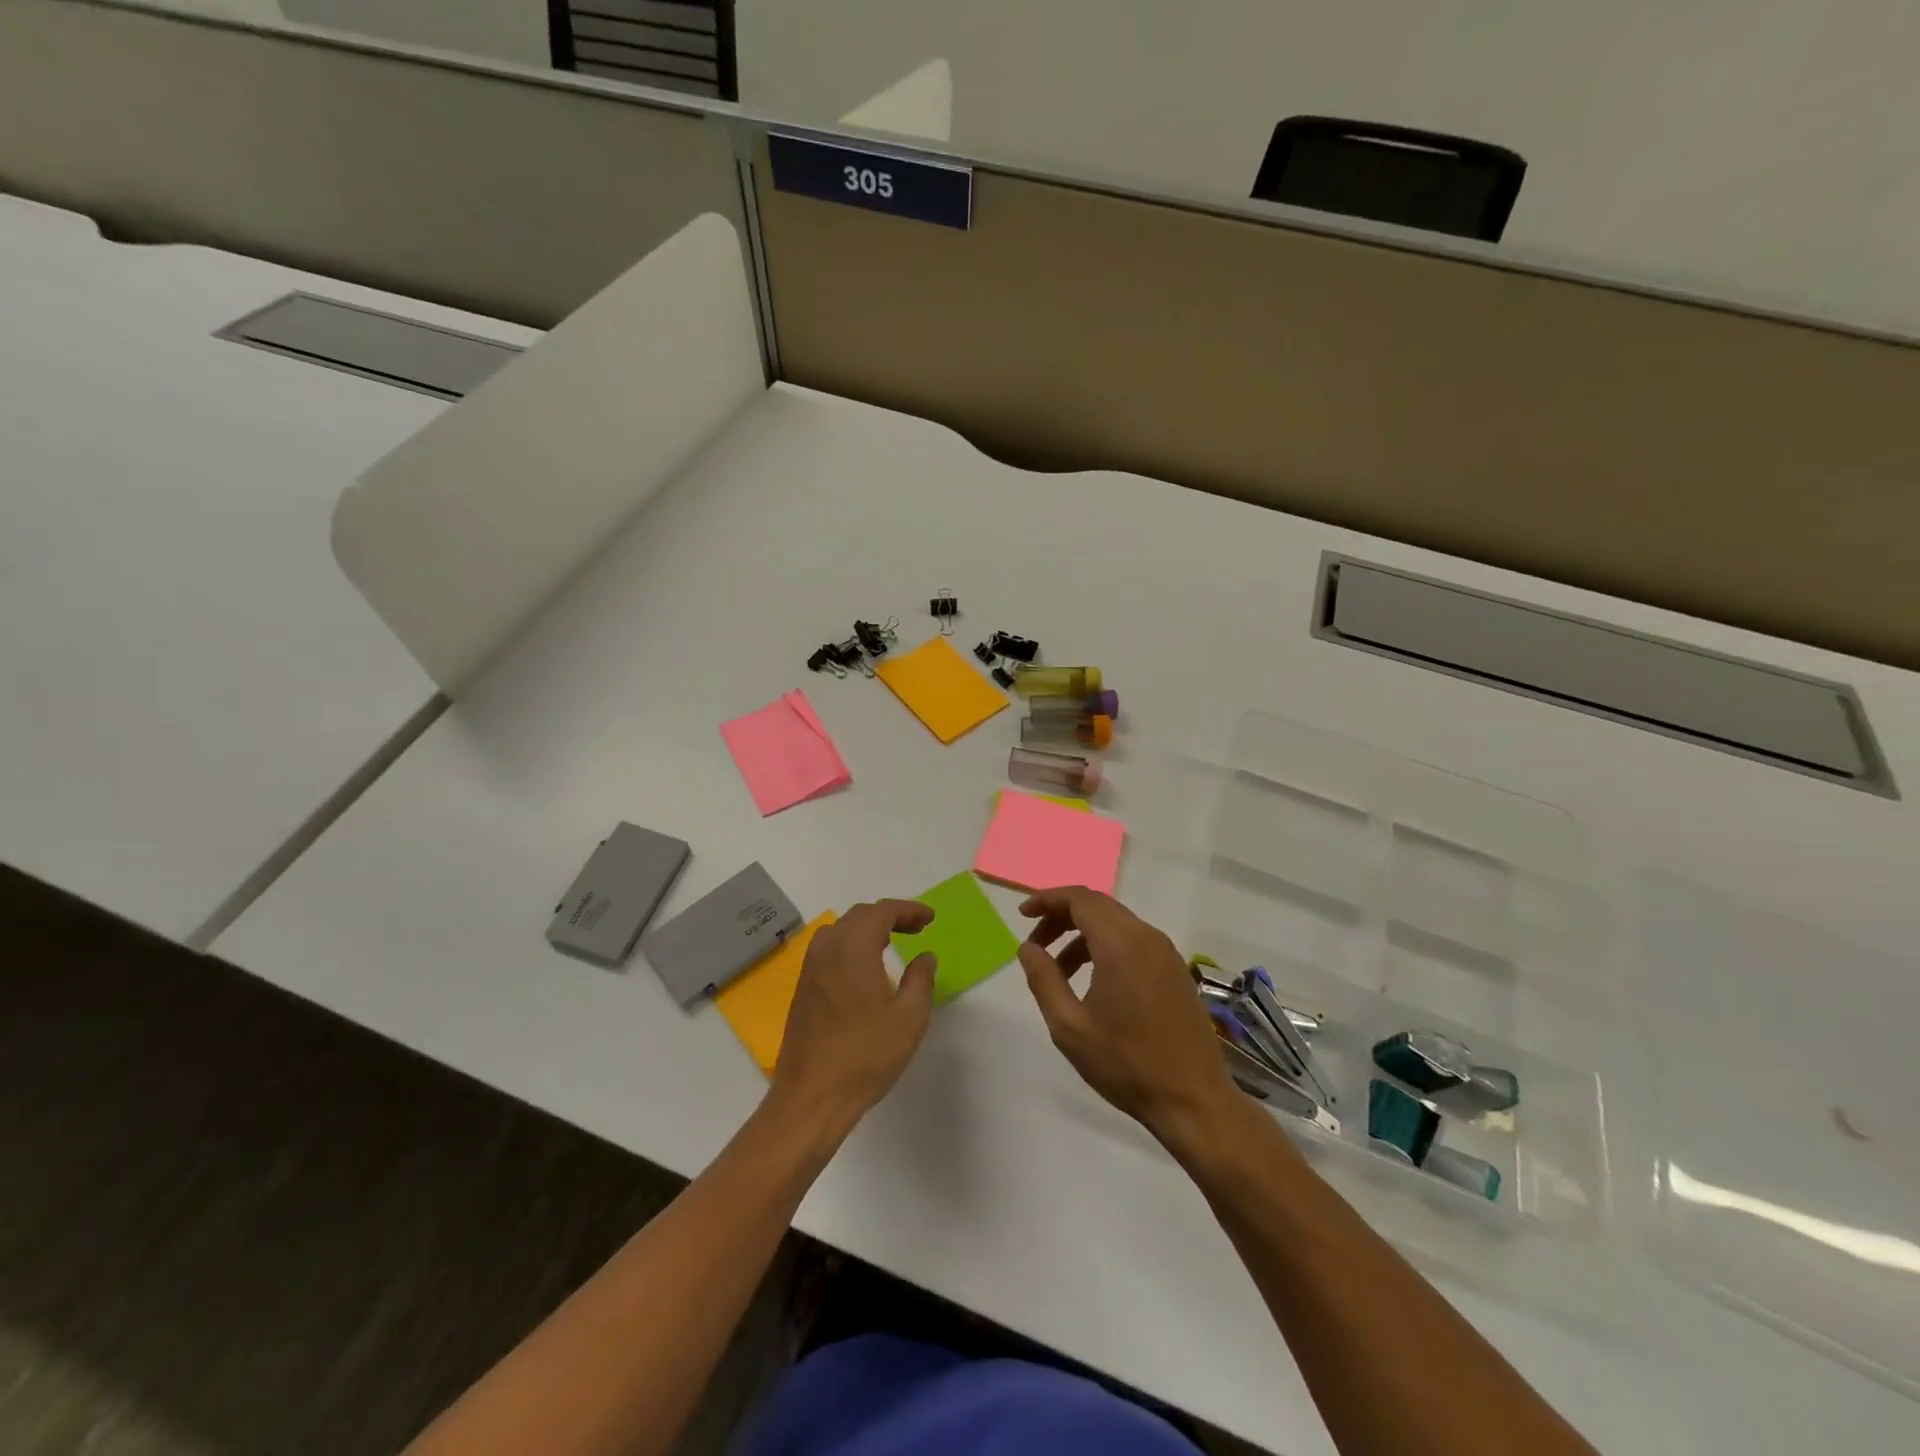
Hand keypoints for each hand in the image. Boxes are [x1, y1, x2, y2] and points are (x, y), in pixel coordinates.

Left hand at [770, 899, 936, 1139]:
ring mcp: (810, 967)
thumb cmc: (865, 1056)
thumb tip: (925, 956)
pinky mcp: (803, 987)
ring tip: (893, 942)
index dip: (909, 910)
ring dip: (869, 929)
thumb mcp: (909, 1018)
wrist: (811, 1097)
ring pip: (841, 930)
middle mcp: (827, 948)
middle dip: (890, 916)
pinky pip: (830, 949)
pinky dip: (852, 944)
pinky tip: (866, 966)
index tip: (930, 918)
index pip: (882, 911)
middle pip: (860, 915)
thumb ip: (921, 980)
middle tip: (916, 928)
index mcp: (853, 948)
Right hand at [1019, 888, 1236, 1147]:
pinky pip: (1133, 940)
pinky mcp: (1174, 969)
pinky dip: (1105, 945)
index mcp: (1120, 944)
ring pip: (1115, 922)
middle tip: (1036, 944)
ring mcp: (1165, 952)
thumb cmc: (1126, 1063)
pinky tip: (1092, 980)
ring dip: (1082, 934)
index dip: (1047, 900)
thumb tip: (1027, 947)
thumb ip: (1043, 979)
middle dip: (1061, 916)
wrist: (1193, 1100)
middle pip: (1097, 905)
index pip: (1079, 899)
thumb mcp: (1070, 1026)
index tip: (1022, 915)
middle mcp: (1146, 936)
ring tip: (1059, 970)